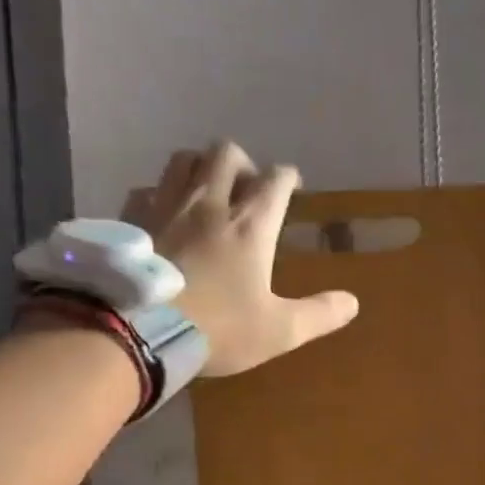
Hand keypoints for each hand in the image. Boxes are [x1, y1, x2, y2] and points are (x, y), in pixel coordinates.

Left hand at [125, 142, 358, 375]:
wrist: (137, 331)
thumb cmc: (217, 329)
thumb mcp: (279, 331)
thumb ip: (319, 314)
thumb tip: (352, 302)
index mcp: (250, 225)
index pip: (276, 180)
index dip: (288, 177)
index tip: (293, 186)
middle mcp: (209, 203)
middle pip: (227, 153)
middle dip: (244, 163)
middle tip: (248, 188)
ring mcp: (165, 206)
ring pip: (184, 159)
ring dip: (201, 166)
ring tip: (207, 190)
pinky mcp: (132, 220)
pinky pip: (146, 189)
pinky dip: (161, 193)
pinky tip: (164, 214)